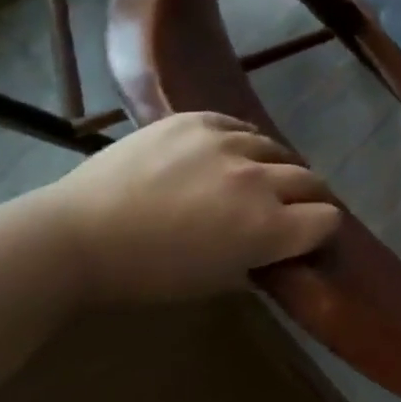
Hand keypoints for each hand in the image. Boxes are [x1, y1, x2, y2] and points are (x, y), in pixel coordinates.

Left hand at [38, 113, 340, 304]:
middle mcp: (258, 180)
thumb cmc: (144, 274)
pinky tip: (222, 157)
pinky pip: (240, 127)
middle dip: (307, 198)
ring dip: (273, 168)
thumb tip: (281, 248)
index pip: (327, 220)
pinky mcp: (199, 120)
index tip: (306, 236)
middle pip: (312, 181)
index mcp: (265, 228)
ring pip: (277, 150)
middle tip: (287, 209)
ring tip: (250, 179)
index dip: (320, 230)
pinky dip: (241, 144)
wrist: (73, 236)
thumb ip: (259, 260)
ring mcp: (229, 143)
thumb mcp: (213, 281)